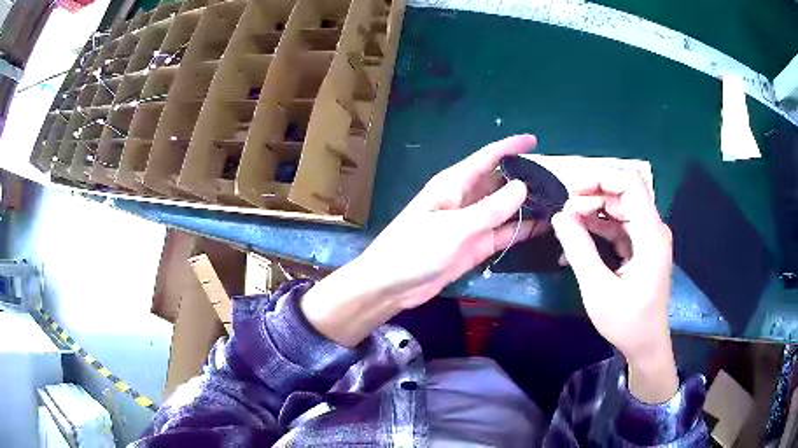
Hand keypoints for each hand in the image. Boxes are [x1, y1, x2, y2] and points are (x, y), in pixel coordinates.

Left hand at [301, 135, 540, 345]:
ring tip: (557, 200)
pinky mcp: (475, 245)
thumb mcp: (454, 228)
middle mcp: (465, 199)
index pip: (487, 157)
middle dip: (526, 177)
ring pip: (505, 208)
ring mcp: (472, 223)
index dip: (511, 146)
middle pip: (500, 181)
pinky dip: (521, 229)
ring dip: (527, 204)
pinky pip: (503, 232)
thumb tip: (523, 187)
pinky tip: (543, 226)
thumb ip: (490, 209)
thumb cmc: (414, 249)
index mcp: (454, 184)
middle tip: (558, 178)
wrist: (392, 285)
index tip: (535, 140)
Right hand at [551, 172, 677, 403]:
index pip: (631, 183)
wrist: (646, 345)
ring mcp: (648, 237)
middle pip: (623, 193)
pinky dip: (597, 229)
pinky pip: (618, 226)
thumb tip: (559, 216)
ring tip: (566, 228)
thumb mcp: (598, 290)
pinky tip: (577, 241)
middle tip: (563, 213)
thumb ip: (579, 250)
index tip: (572, 190)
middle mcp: (653, 229)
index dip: (601, 177)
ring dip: (591, 212)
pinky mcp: (641, 246)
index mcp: (651, 235)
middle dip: (591, 196)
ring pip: (618, 208)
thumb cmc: (627, 322)